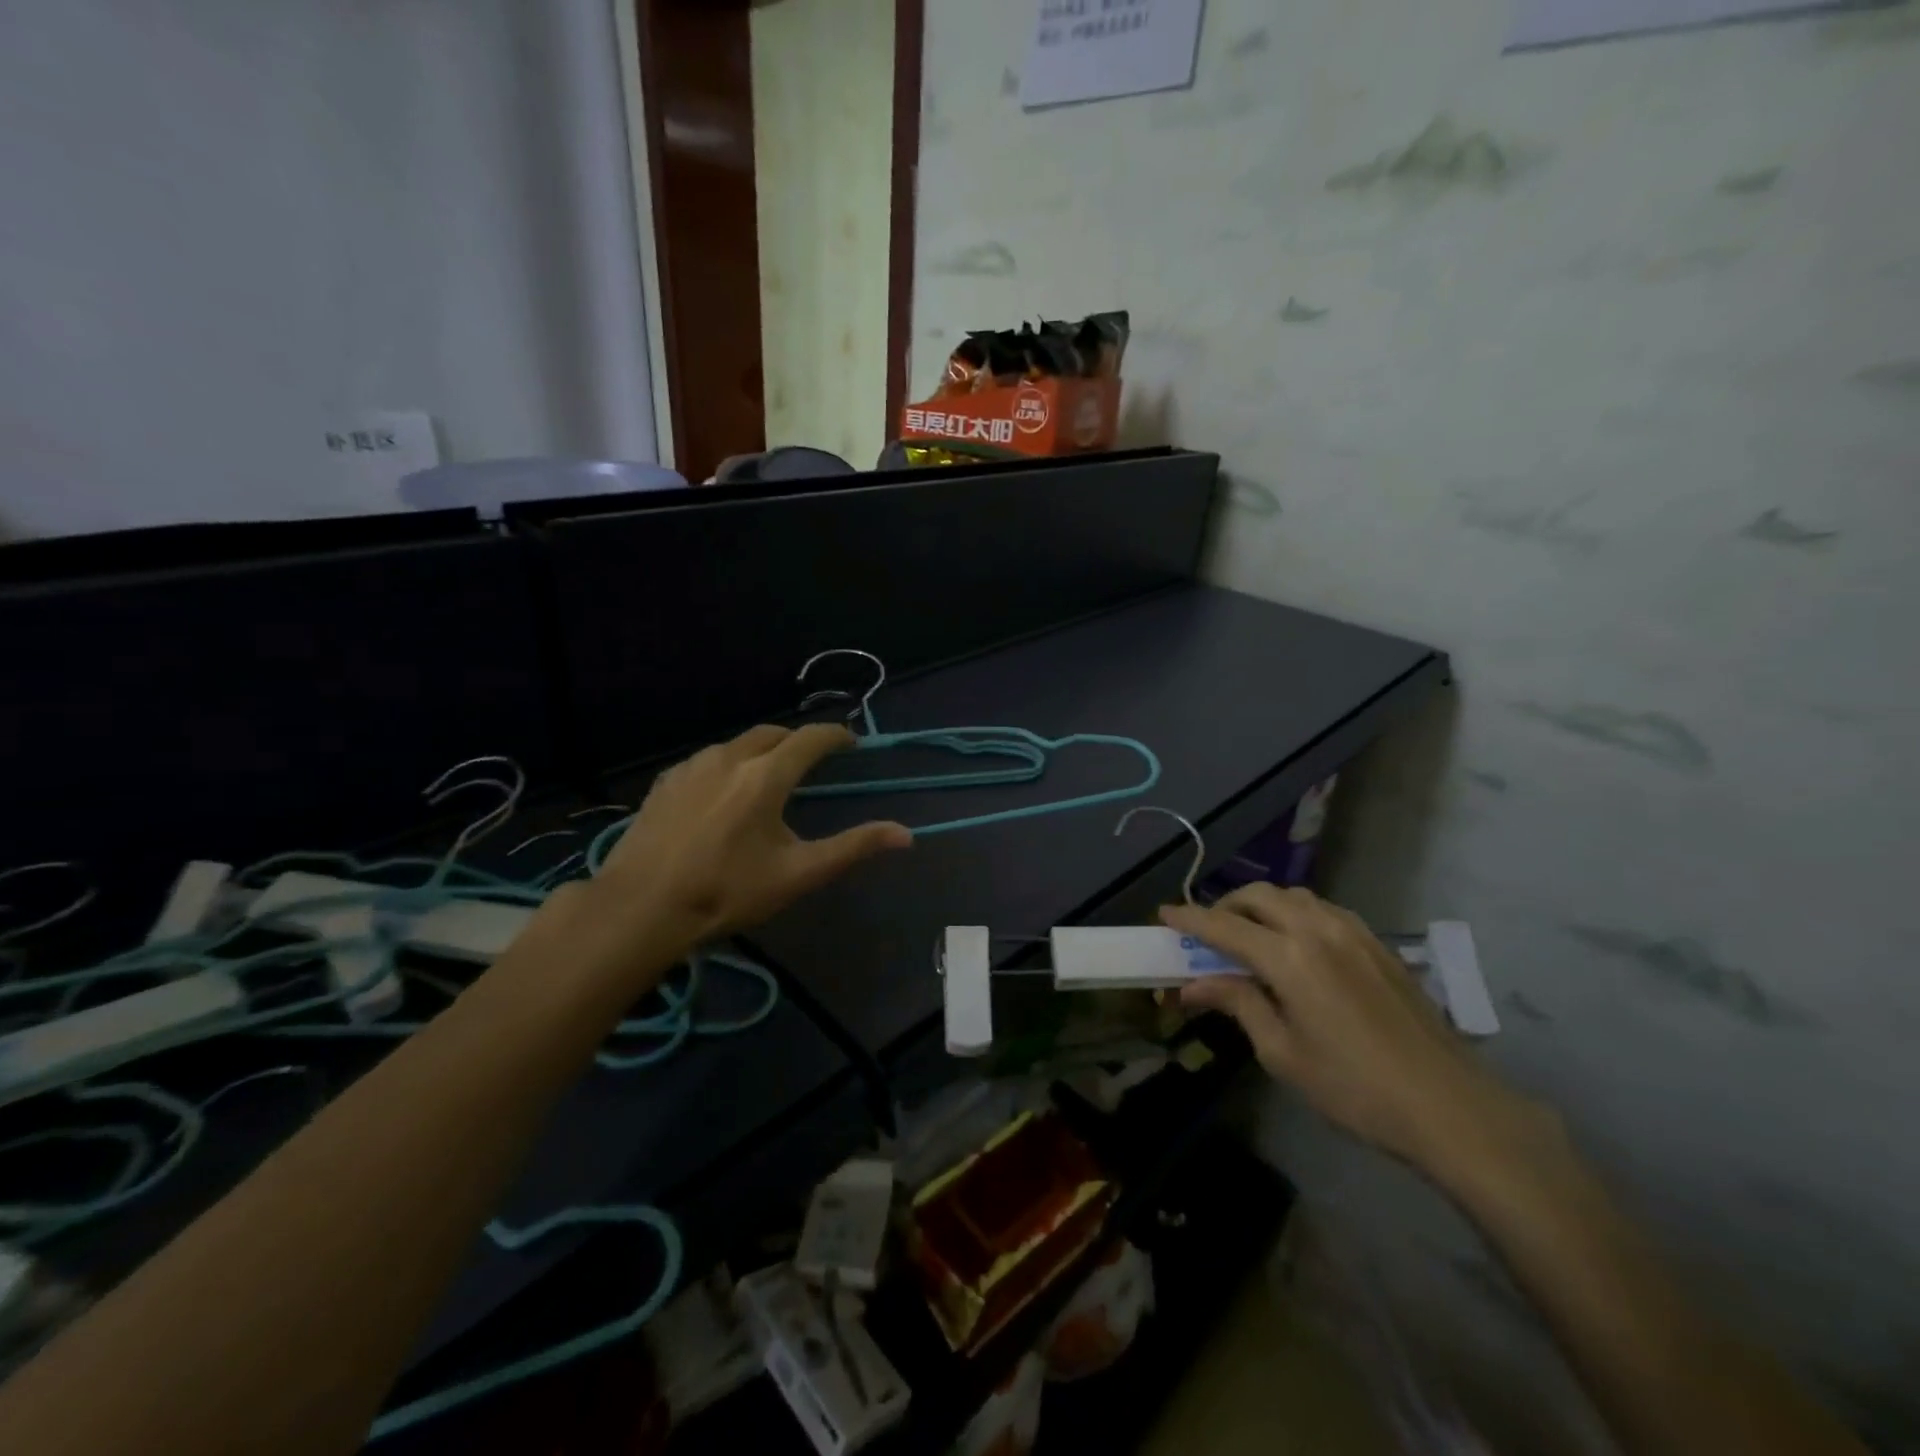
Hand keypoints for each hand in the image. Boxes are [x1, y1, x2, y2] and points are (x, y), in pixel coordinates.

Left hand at [559, 724, 910, 990]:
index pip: (810, 738)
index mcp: (766, 775)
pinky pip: (707, 760)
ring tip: (769, 775)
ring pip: (736, 744)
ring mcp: (692, 767)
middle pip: (772, 733)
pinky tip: (723, 792)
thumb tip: (906, 834)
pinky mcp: (665, 783)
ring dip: (761, 750)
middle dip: (797, 740)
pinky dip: (727, 764)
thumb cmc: (727, 892)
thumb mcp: (798, 874)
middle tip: (812, 759)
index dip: (836, 735)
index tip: (851, 742)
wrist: (641, 907)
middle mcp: (729, 758)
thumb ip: (853, 847)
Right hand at [1164, 885, 1539, 1181]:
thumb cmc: (1354, 1088)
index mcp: (1288, 957)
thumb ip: (1238, 1004)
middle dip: (1226, 905)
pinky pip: (1324, 910)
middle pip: (1259, 897)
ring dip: (1262, 905)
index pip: (1223, 926)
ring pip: (1294, 897)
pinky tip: (1297, 943)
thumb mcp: (1282, 1052)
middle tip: (1208, 932)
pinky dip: (1296, 913)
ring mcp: (1353, 932)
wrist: (1449, 1105)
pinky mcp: (1377, 944)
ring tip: (1250, 934)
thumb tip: (1193, 984)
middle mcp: (1317, 930)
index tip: (1164, 914)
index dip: (1189, 919)